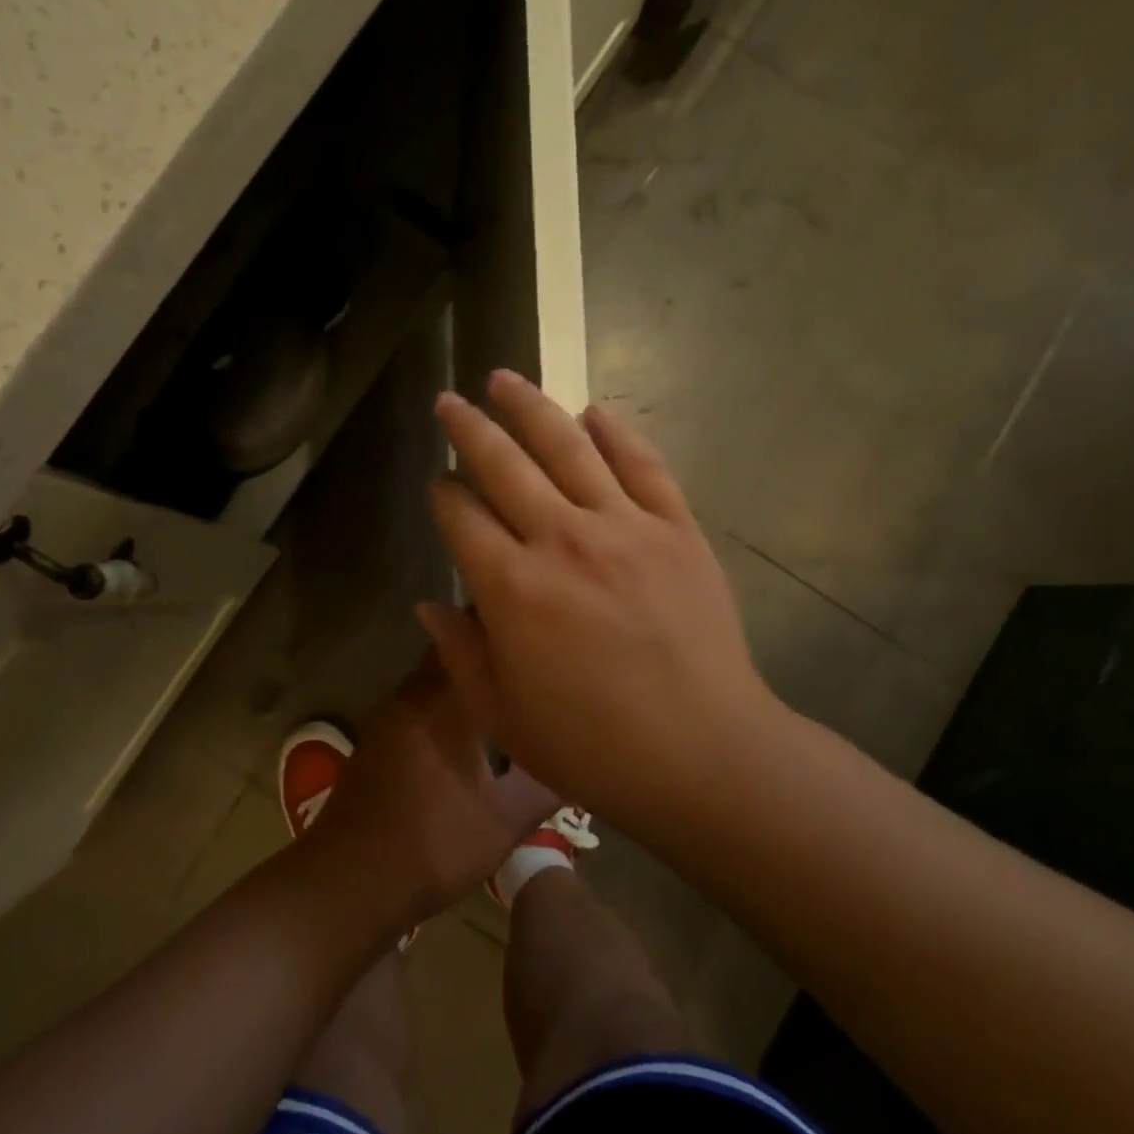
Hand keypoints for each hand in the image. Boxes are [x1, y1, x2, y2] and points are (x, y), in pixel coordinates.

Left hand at [304, 655, 559, 924]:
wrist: (349, 882)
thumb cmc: (434, 843)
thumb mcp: (506, 820)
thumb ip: (548, 784)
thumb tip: (581, 761)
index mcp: (444, 698)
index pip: (472, 633)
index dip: (504, 626)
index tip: (539, 631)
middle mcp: (412, 693)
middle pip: (453, 651)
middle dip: (489, 651)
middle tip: (532, 663)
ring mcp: (389, 715)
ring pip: (434, 678)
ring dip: (466, 680)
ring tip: (509, 691)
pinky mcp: (377, 738)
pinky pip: (419, 703)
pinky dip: (444, 704)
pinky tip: (469, 731)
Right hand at [420, 371, 781, 828]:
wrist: (704, 755)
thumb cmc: (592, 747)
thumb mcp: (502, 715)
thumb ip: (459, 653)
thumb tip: (429, 604)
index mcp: (511, 588)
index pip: (461, 517)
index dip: (443, 495)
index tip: (438, 484)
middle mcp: (561, 540)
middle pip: (504, 465)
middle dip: (469, 429)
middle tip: (451, 401)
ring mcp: (624, 527)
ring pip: (568, 447)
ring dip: (530, 408)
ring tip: (505, 379)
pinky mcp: (676, 529)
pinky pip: (643, 465)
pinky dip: (616, 433)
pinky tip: (594, 411)